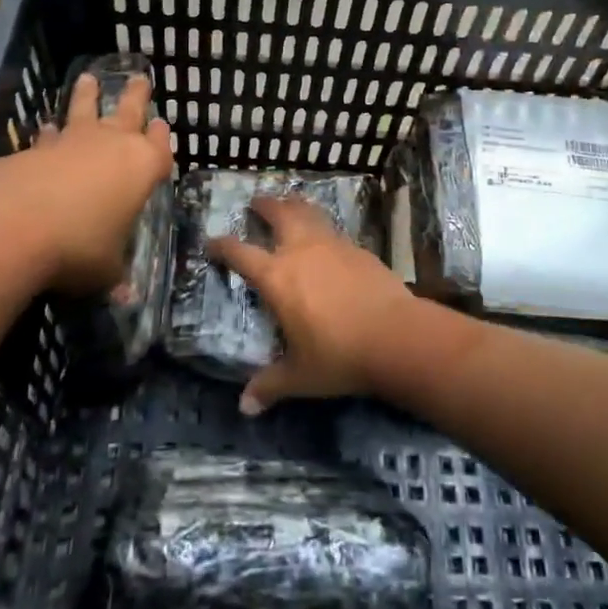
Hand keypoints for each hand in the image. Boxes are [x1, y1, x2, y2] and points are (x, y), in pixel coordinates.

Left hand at [0, 72, 172, 293]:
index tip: (162, 125)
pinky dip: (51, 133)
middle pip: (128, 112)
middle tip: (139, 78)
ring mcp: (71, 144)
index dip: (161, 138)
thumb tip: (125, 295)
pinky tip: (46, 129)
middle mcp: (111, 146)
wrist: (12, 226)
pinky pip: (50, 136)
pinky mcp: (34, 150)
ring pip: (84, 110)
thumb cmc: (78, 247)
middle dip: (135, 96)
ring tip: (88, 78)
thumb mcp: (105, 271)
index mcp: (141, 168)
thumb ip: (115, 275)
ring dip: (87, 96)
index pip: (159, 147)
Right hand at [209, 197, 423, 415]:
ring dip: (295, 205)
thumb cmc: (339, 355)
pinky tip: (326, 238)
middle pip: (278, 214)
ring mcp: (332, 245)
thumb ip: (270, 386)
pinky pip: (333, 230)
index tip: (211, 242)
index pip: (240, 253)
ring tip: (289, 204)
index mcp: (277, 277)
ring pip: (309, 213)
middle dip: (264, 206)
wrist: (395, 336)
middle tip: (256, 201)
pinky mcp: (359, 249)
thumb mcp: (300, 376)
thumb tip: (245, 407)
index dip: (222, 245)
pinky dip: (322, 226)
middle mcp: (301, 251)